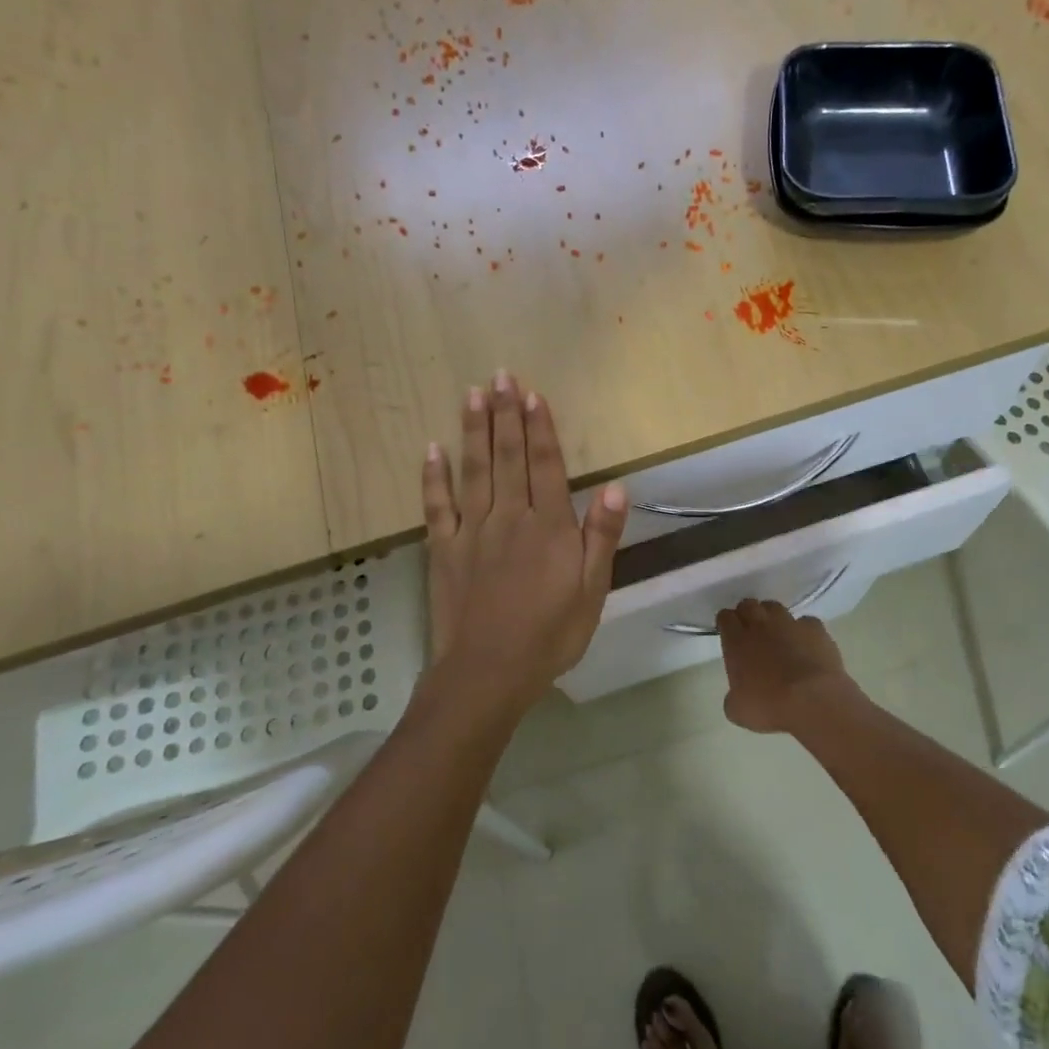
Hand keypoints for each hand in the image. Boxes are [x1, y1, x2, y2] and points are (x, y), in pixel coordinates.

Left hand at [421, 371, 626, 716]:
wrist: (489, 673)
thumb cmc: (550, 635)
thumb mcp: (592, 591)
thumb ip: (601, 538)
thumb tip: (617, 488)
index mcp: (548, 527)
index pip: (544, 465)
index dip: (539, 427)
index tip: (531, 392)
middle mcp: (509, 518)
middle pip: (507, 457)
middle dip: (505, 414)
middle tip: (499, 374)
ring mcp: (472, 531)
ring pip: (474, 471)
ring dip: (473, 431)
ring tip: (471, 394)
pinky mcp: (444, 550)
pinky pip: (437, 506)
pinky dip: (433, 477)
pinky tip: (432, 449)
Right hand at [715, 600, 858, 733]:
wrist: (813, 700)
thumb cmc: (770, 705)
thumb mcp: (738, 710)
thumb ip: (733, 696)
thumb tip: (737, 696)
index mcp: (737, 641)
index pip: (725, 617)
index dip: (726, 623)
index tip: (728, 633)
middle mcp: (760, 625)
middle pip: (748, 605)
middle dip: (747, 614)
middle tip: (751, 632)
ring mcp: (789, 623)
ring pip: (775, 608)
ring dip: (773, 618)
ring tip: (778, 635)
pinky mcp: (815, 628)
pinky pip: (806, 622)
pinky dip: (804, 631)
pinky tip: (807, 646)